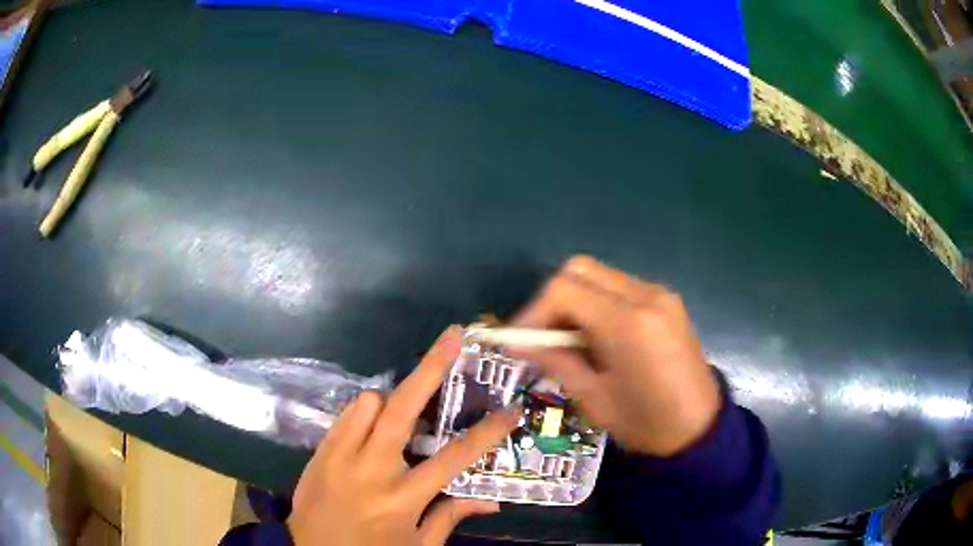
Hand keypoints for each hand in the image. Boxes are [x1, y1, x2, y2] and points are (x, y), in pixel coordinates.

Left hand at [287, 327, 518, 545]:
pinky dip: (366, 413)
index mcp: (402, 498)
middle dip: (430, 367)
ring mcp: (341, 456)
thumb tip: (490, 502)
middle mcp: (371, 470)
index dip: (487, 433)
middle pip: (402, 408)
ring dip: (392, 400)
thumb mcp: (418, 545)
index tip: (510, 410)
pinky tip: (374, 428)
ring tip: (405, 413)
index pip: (454, 459)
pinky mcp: (320, 451)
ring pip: (369, 403)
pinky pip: (347, 415)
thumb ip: (450, 517)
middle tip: (451, 338)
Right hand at [514, 255, 720, 456]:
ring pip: (599, 275)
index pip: (564, 290)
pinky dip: (597, 303)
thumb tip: (520, 343)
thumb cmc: (646, 424)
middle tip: (542, 335)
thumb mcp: (594, 399)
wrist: (700, 429)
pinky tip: (596, 337)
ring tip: (566, 340)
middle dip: (552, 299)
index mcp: (628, 324)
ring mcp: (660, 295)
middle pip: (580, 269)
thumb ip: (556, 361)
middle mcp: (646, 296)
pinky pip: (619, 288)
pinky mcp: (667, 301)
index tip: (520, 341)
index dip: (534, 311)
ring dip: (575, 300)